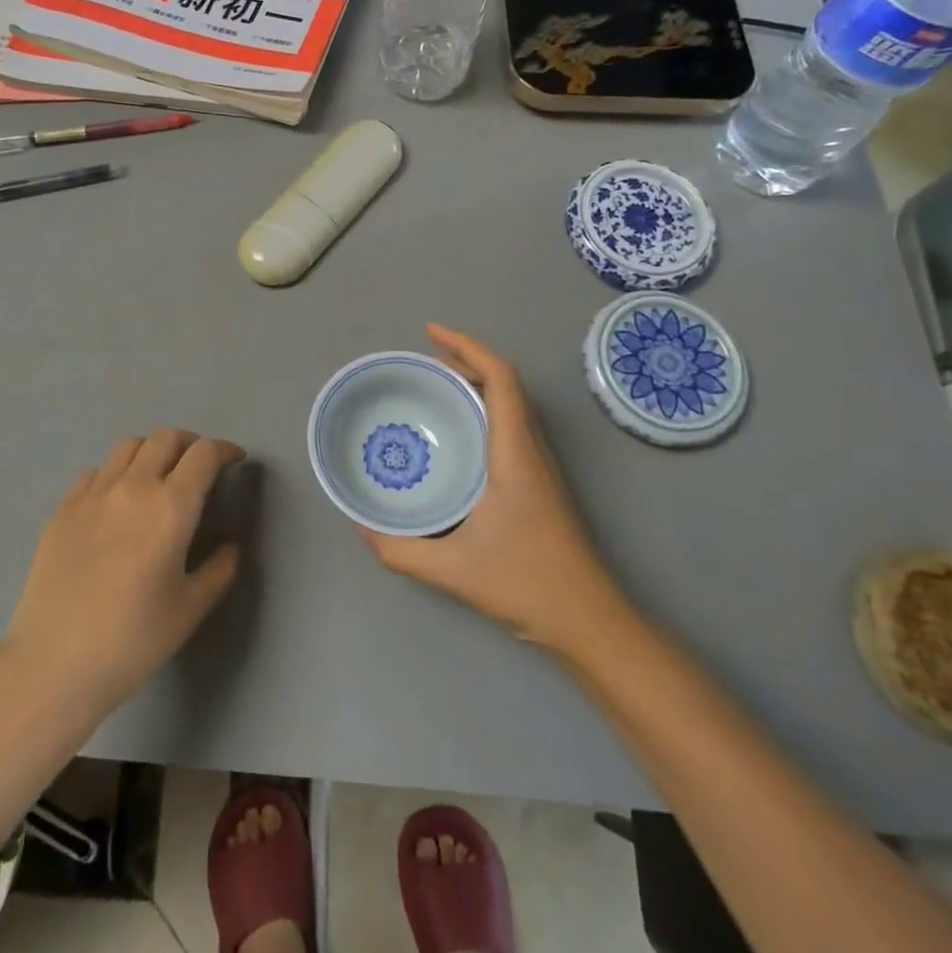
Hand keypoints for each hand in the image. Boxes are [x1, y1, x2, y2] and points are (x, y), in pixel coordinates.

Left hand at [1, 428, 244, 719]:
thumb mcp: (189, 611)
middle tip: (199, 465)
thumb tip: (231, 548)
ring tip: (158, 475)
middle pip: (166, 437)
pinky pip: (95, 471)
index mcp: (170, 507)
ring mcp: (93, 494)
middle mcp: (133, 487)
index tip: (234, 460)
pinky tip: (116, 501)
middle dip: (190, 443)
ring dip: (152, 450)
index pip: (204, 454)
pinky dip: (116, 472)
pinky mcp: (63, 508)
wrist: (53, 664)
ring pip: (129, 445)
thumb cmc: (131, 641)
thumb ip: (218, 572)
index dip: (224, 449)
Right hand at [361, 325, 626, 653]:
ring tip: (435, 386)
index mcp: (515, 453)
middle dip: (465, 358)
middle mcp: (531, 448)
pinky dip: (484, 407)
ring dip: (476, 381)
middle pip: (505, 382)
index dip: (467, 345)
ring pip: (512, 402)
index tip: (430, 332)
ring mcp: (540, 463)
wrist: (590, 620)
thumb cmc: (528, 585)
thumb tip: (361, 526)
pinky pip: (511, 423)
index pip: (500, 378)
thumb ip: (401, 550)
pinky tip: (458, 433)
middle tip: (422, 362)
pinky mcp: (540, 479)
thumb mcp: (454, 571)